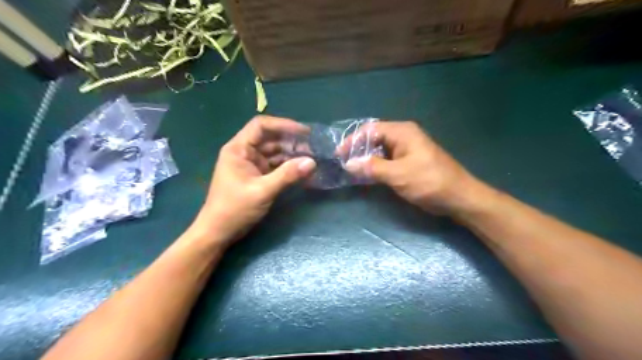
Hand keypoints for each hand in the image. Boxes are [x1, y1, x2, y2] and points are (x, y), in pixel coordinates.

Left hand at [193, 115, 318, 246]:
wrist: (219, 232)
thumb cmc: (234, 209)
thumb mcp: (262, 191)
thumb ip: (287, 175)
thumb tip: (312, 162)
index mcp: (239, 149)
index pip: (261, 126)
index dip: (283, 125)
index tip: (304, 132)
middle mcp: (245, 152)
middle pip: (270, 138)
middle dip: (291, 141)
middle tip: (313, 147)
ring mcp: (251, 164)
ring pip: (274, 152)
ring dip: (291, 154)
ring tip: (312, 157)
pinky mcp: (257, 176)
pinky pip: (275, 165)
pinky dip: (287, 166)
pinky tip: (301, 169)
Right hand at [344, 120, 489, 216]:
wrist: (459, 197)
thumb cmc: (429, 182)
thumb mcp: (398, 174)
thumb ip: (372, 167)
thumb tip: (348, 164)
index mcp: (402, 132)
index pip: (370, 130)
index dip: (353, 141)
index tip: (339, 155)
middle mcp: (404, 136)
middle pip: (374, 138)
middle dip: (358, 150)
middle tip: (344, 164)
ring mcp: (407, 149)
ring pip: (380, 150)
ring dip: (366, 159)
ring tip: (352, 171)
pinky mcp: (409, 162)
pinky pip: (387, 160)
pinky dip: (376, 166)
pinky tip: (367, 175)